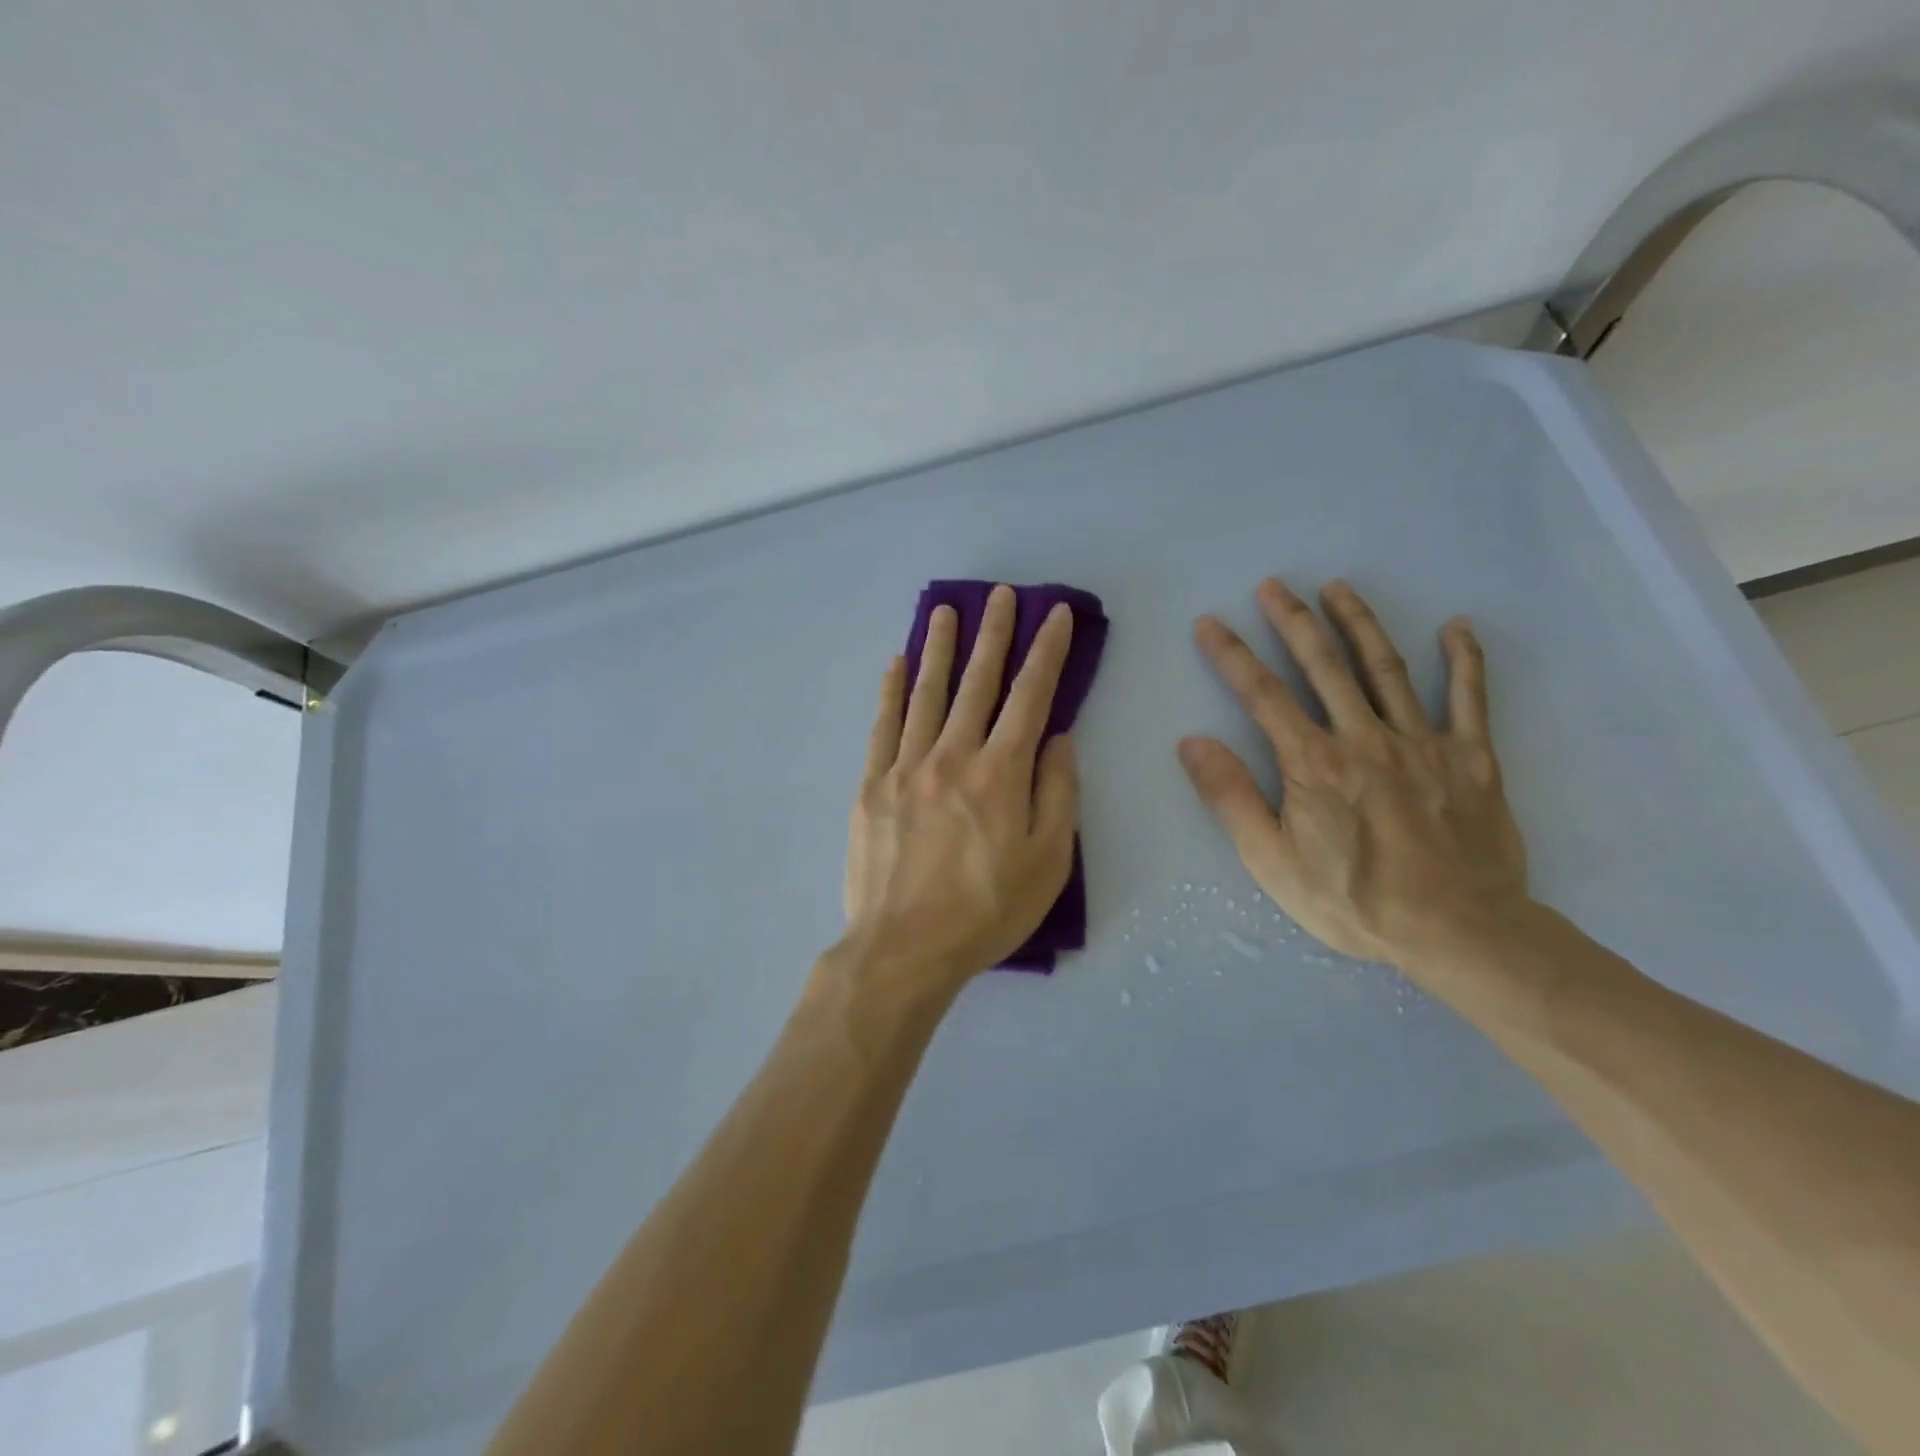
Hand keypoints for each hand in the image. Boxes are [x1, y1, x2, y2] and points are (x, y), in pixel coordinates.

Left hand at [843, 585, 1079, 989]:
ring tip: (946, 611)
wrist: (904, 948)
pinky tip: (897, 663)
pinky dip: (890, 690)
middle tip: (1000, 595)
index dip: (1046, 653)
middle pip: (977, 683)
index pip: (1030, 697)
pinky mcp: (871, 784)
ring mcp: (905, 766)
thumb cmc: (986, 911)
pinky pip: (882, 725)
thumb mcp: (1049, 862)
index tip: (1054, 615)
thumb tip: (1058, 738)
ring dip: (940, 648)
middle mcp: (952, 756)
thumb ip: (1058, 793)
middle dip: (993, 634)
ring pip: (926, 693)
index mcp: (1000, 773)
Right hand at [1179, 577, 1529, 968]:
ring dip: (1359, 622)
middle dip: (1293, 620)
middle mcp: (1364, 737)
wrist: (1459, 933)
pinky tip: (1456, 627)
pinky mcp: (1472, 757)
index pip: (1263, 694)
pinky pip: (1470, 698)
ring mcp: (1423, 742)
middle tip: (1274, 584)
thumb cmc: (1353, 901)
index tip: (1211, 622)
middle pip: (1324, 665)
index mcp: (1313, 762)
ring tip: (1339, 587)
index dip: (1232, 654)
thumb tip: (1192, 742)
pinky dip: (1465, 660)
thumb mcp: (1271, 861)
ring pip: (1387, 667)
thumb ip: (1231, 797)